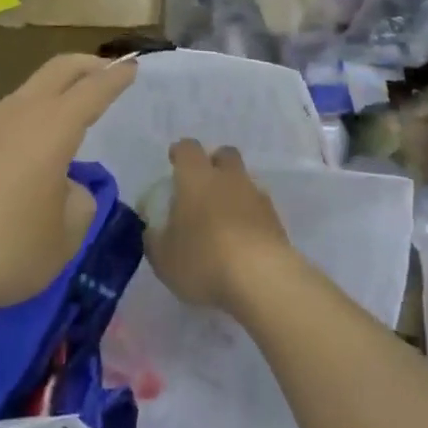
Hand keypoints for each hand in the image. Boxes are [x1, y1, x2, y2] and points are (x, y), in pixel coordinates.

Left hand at [0, 55, 137, 319]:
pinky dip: (1, 141)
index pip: (93, 90)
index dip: (116, 78)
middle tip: (102, 69)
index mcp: (52, 128)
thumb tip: (64, 188)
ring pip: (17, 102)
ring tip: (45, 146)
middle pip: (56, 71)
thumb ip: (77, 204)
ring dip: (40, 108)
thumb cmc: (2, 249)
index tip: (131, 65)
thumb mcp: (63, 240)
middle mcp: (14, 113)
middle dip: (84, 65)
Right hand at [146, 140, 293, 313]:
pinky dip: (250, 215)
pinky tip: (243, 238)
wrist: (262, 278)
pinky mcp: (276, 218)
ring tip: (223, 218)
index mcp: (196, 177)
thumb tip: (152, 231)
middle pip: (224, 154)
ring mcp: (256, 196)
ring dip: (234, 190)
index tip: (174, 161)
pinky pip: (259, 207)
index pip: (188, 149)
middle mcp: (228, 177)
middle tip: (203, 184)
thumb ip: (154, 241)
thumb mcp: (164, 259)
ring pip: (244, 180)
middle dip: (214, 162)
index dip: (180, 152)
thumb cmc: (204, 260)